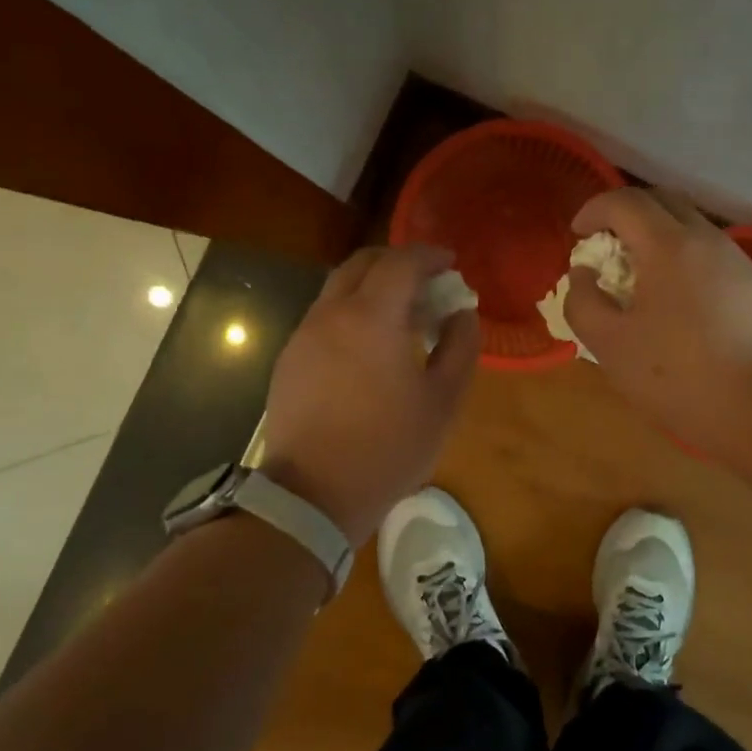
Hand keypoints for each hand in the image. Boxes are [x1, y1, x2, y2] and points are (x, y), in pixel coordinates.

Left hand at [260, 244, 479, 546]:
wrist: (313, 495)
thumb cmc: (389, 447)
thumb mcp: (443, 400)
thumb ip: (460, 346)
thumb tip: (462, 313)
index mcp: (372, 317)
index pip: (402, 262)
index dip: (430, 255)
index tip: (451, 263)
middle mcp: (331, 313)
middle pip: (363, 263)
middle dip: (398, 261)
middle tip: (427, 281)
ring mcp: (304, 334)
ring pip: (339, 288)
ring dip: (373, 286)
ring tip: (401, 315)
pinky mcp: (289, 358)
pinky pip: (324, 316)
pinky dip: (352, 311)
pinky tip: (369, 346)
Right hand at [565, 188, 751, 460]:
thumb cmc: (679, 376)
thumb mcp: (610, 346)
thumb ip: (584, 302)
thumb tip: (585, 274)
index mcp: (669, 246)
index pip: (626, 201)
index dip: (594, 208)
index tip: (578, 234)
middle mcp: (709, 240)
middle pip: (664, 202)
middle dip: (628, 214)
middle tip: (607, 246)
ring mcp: (740, 261)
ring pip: (693, 228)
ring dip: (660, 237)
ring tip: (641, 277)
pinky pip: (714, 256)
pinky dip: (686, 261)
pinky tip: (681, 304)